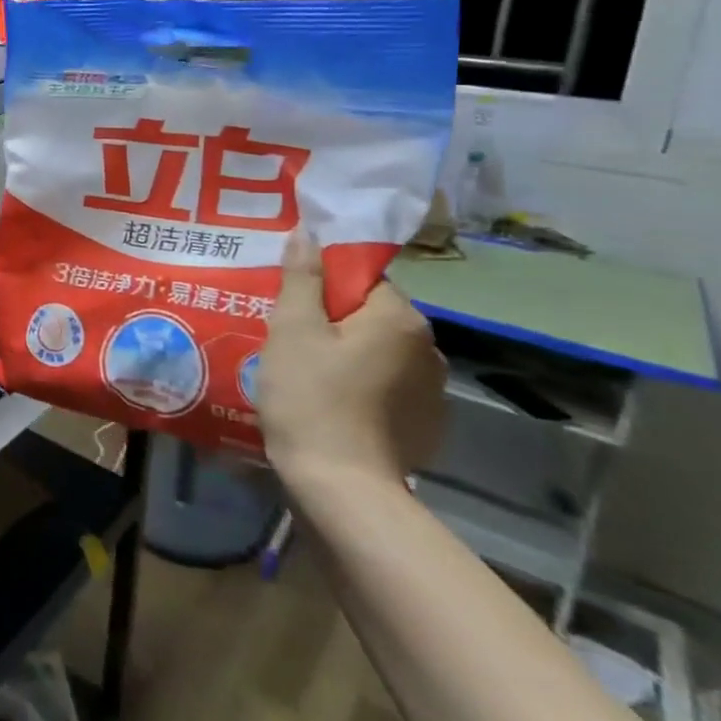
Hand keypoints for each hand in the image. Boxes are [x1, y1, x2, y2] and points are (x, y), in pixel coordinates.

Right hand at [258, 232, 446, 489]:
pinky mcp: (426, 426)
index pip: (361, 278)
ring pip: (377, 352)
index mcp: (400, 319)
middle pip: (369, 314)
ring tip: (304, 372)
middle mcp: (430, 349)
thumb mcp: (292, 330)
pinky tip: (329, 404)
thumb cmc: (311, 397)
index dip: (320, 286)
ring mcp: (433, 392)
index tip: (288, 305)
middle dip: (330, 320)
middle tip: (287, 337)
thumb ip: (302, 278)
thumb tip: (308, 233)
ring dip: (346, 353)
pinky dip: (360, 386)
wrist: (342, 487)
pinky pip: (387, 387)